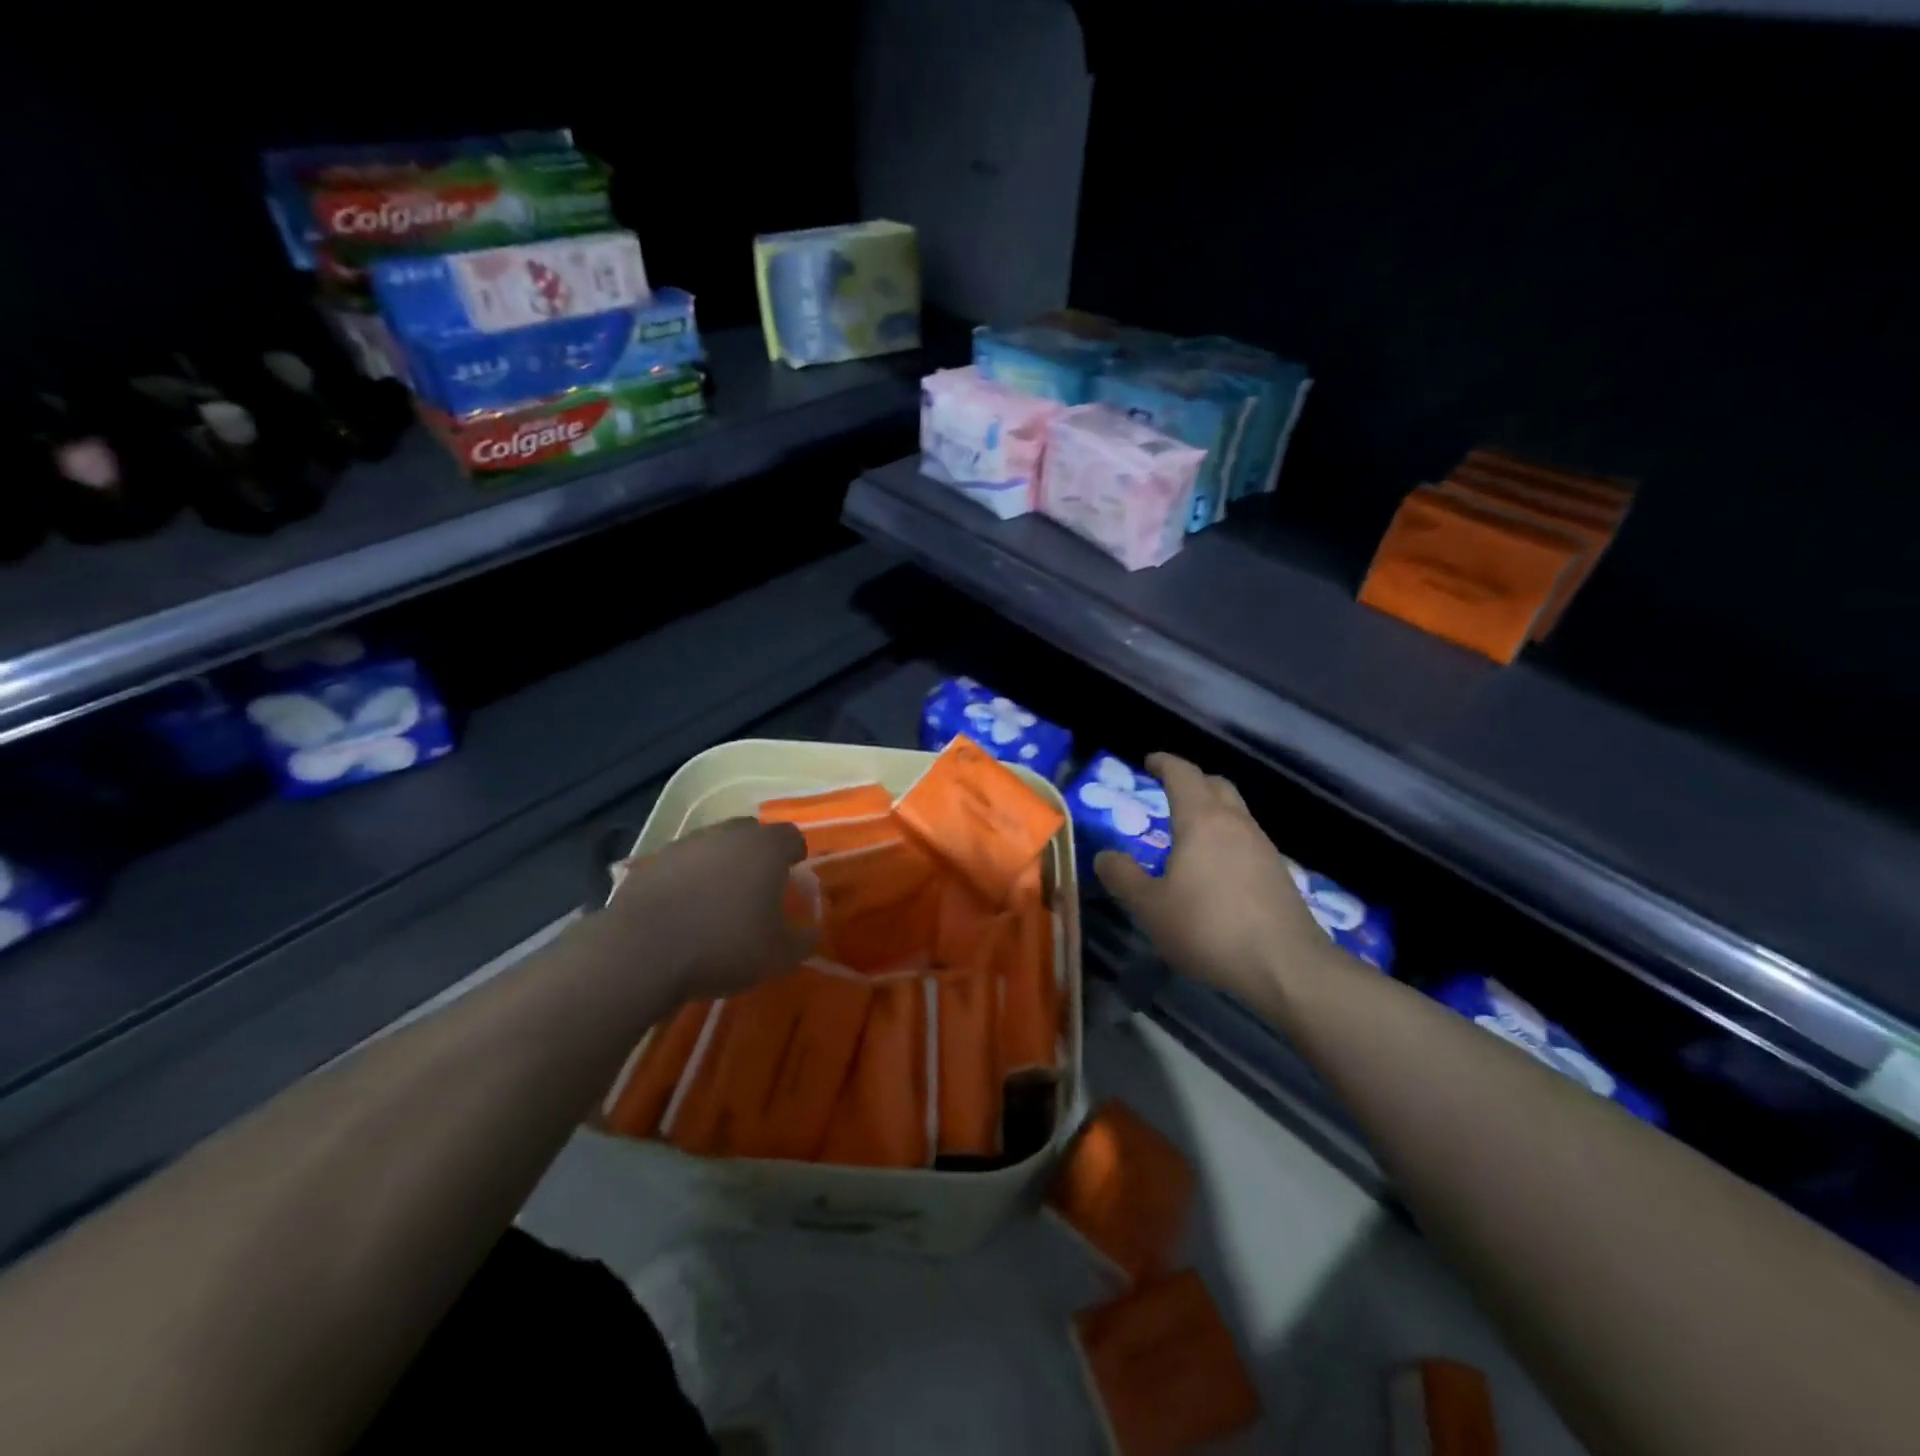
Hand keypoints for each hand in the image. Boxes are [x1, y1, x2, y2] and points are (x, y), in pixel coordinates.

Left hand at [604, 818, 816, 1000]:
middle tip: (758, 888)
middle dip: (758, 855)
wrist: (641, 952)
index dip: (795, 856)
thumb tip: (810, 930)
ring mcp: (686, 845)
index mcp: (765, 847)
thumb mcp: (779, 956)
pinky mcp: (651, 862)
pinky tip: (685, 910)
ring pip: (714, 846)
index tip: (793, 879)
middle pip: (751, 833)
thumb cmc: (724, 946)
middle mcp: (727, 834)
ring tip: (718, 901)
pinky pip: (682, 865)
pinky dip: (689, 880)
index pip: (792, 836)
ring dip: (721, 865)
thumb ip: (803, 940)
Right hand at [1093, 753, 1336, 1003]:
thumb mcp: (1151, 907)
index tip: (1149, 761)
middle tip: (1169, 793)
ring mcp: (1263, 847)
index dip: (1164, 763)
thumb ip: (1124, 877)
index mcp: (1201, 820)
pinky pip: (1247, 841)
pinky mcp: (1279, 874)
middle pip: (1216, 785)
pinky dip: (1227, 841)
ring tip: (1189, 835)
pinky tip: (1216, 870)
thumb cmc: (1208, 927)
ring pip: (1236, 813)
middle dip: (1192, 782)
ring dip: (1212, 812)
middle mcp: (1236, 823)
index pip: (1183, 774)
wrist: (1286, 966)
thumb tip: (1105, 856)